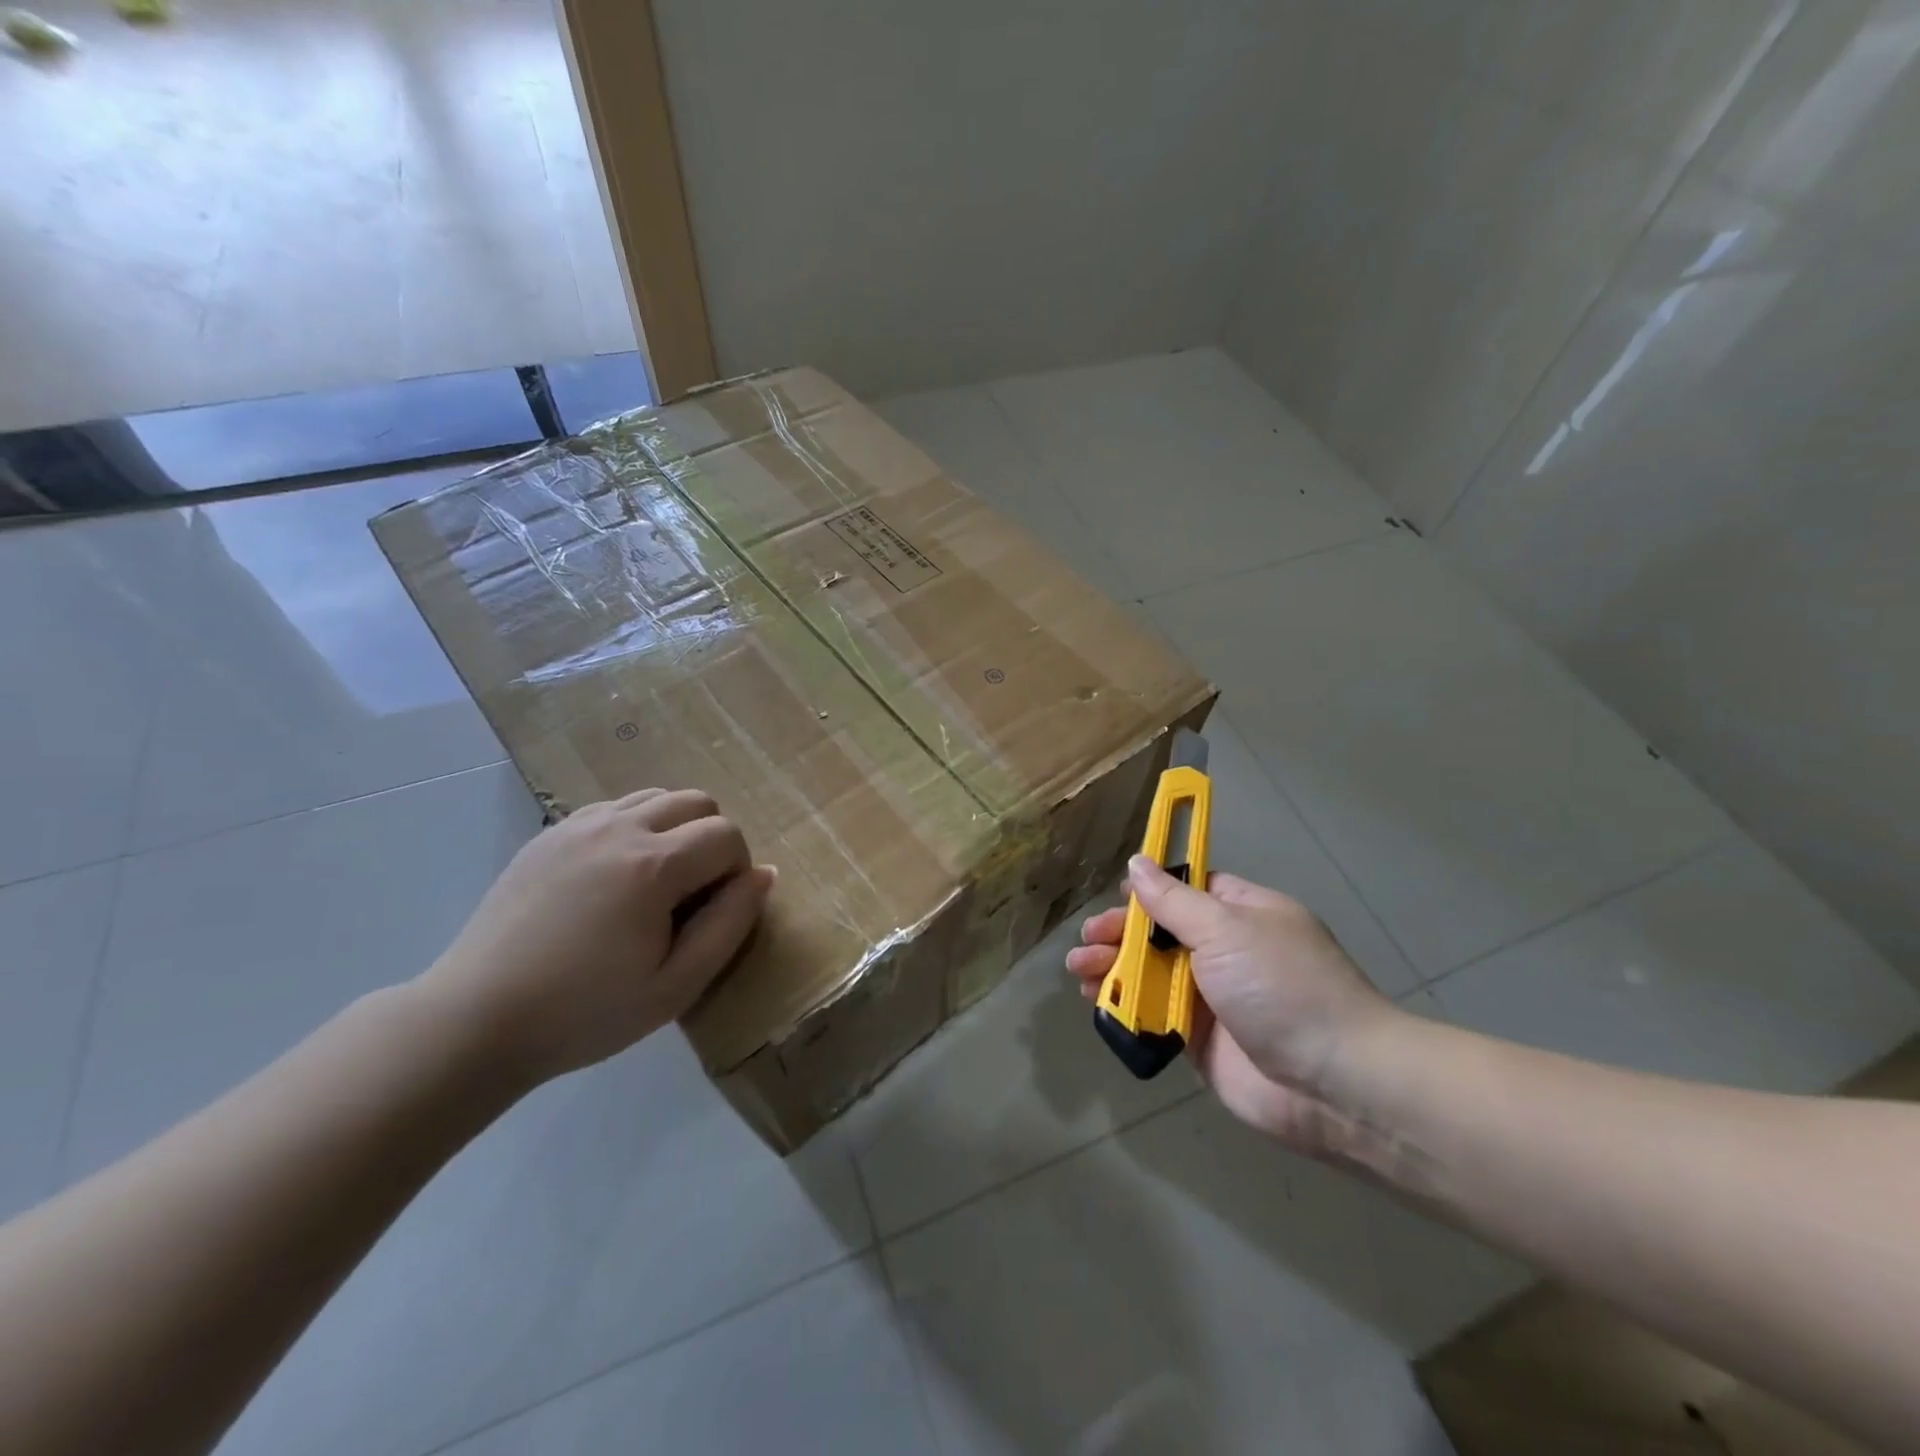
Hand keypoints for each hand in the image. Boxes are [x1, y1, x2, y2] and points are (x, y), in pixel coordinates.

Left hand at [418, 789, 774, 1084]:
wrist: (475, 1020)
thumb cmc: (584, 1012)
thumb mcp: (675, 986)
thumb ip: (729, 925)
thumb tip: (764, 874)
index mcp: (653, 866)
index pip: (726, 835)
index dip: (736, 870)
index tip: (714, 911)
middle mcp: (619, 829)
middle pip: (696, 801)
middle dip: (712, 839)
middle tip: (692, 893)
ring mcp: (578, 827)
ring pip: (655, 797)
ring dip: (674, 829)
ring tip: (655, 882)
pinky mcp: (548, 835)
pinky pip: (613, 808)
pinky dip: (633, 828)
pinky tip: (614, 878)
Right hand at [1066, 856, 1399, 1157]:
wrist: (1332, 1082)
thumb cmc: (1281, 986)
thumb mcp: (1226, 928)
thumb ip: (1173, 900)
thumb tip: (1137, 862)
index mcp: (1242, 914)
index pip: (1189, 889)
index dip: (1151, 890)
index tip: (1117, 896)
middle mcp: (1226, 951)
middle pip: (1161, 932)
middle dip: (1121, 932)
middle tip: (1089, 938)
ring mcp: (1212, 997)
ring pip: (1151, 973)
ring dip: (1113, 967)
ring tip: (1078, 969)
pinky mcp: (1199, 1040)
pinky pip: (1154, 1014)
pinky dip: (1125, 1006)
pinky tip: (1097, 1001)